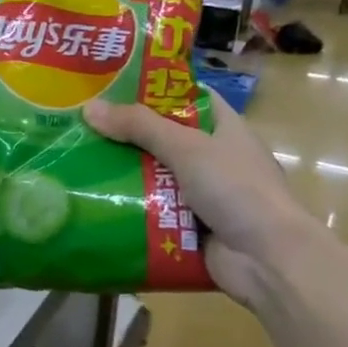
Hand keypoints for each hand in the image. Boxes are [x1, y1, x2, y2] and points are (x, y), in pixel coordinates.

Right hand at [82, 92, 315, 304]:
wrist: (268, 260)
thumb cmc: (236, 189)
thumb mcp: (186, 147)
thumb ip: (139, 126)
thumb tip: (89, 108)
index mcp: (224, 129)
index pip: (188, 97)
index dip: (155, 89)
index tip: (113, 85)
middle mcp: (214, 158)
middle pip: (164, 137)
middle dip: (127, 134)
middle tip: (83, 126)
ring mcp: (203, 195)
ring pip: (155, 175)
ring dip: (124, 173)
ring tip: (79, 161)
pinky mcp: (190, 226)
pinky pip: (154, 209)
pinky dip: (131, 206)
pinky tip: (95, 199)